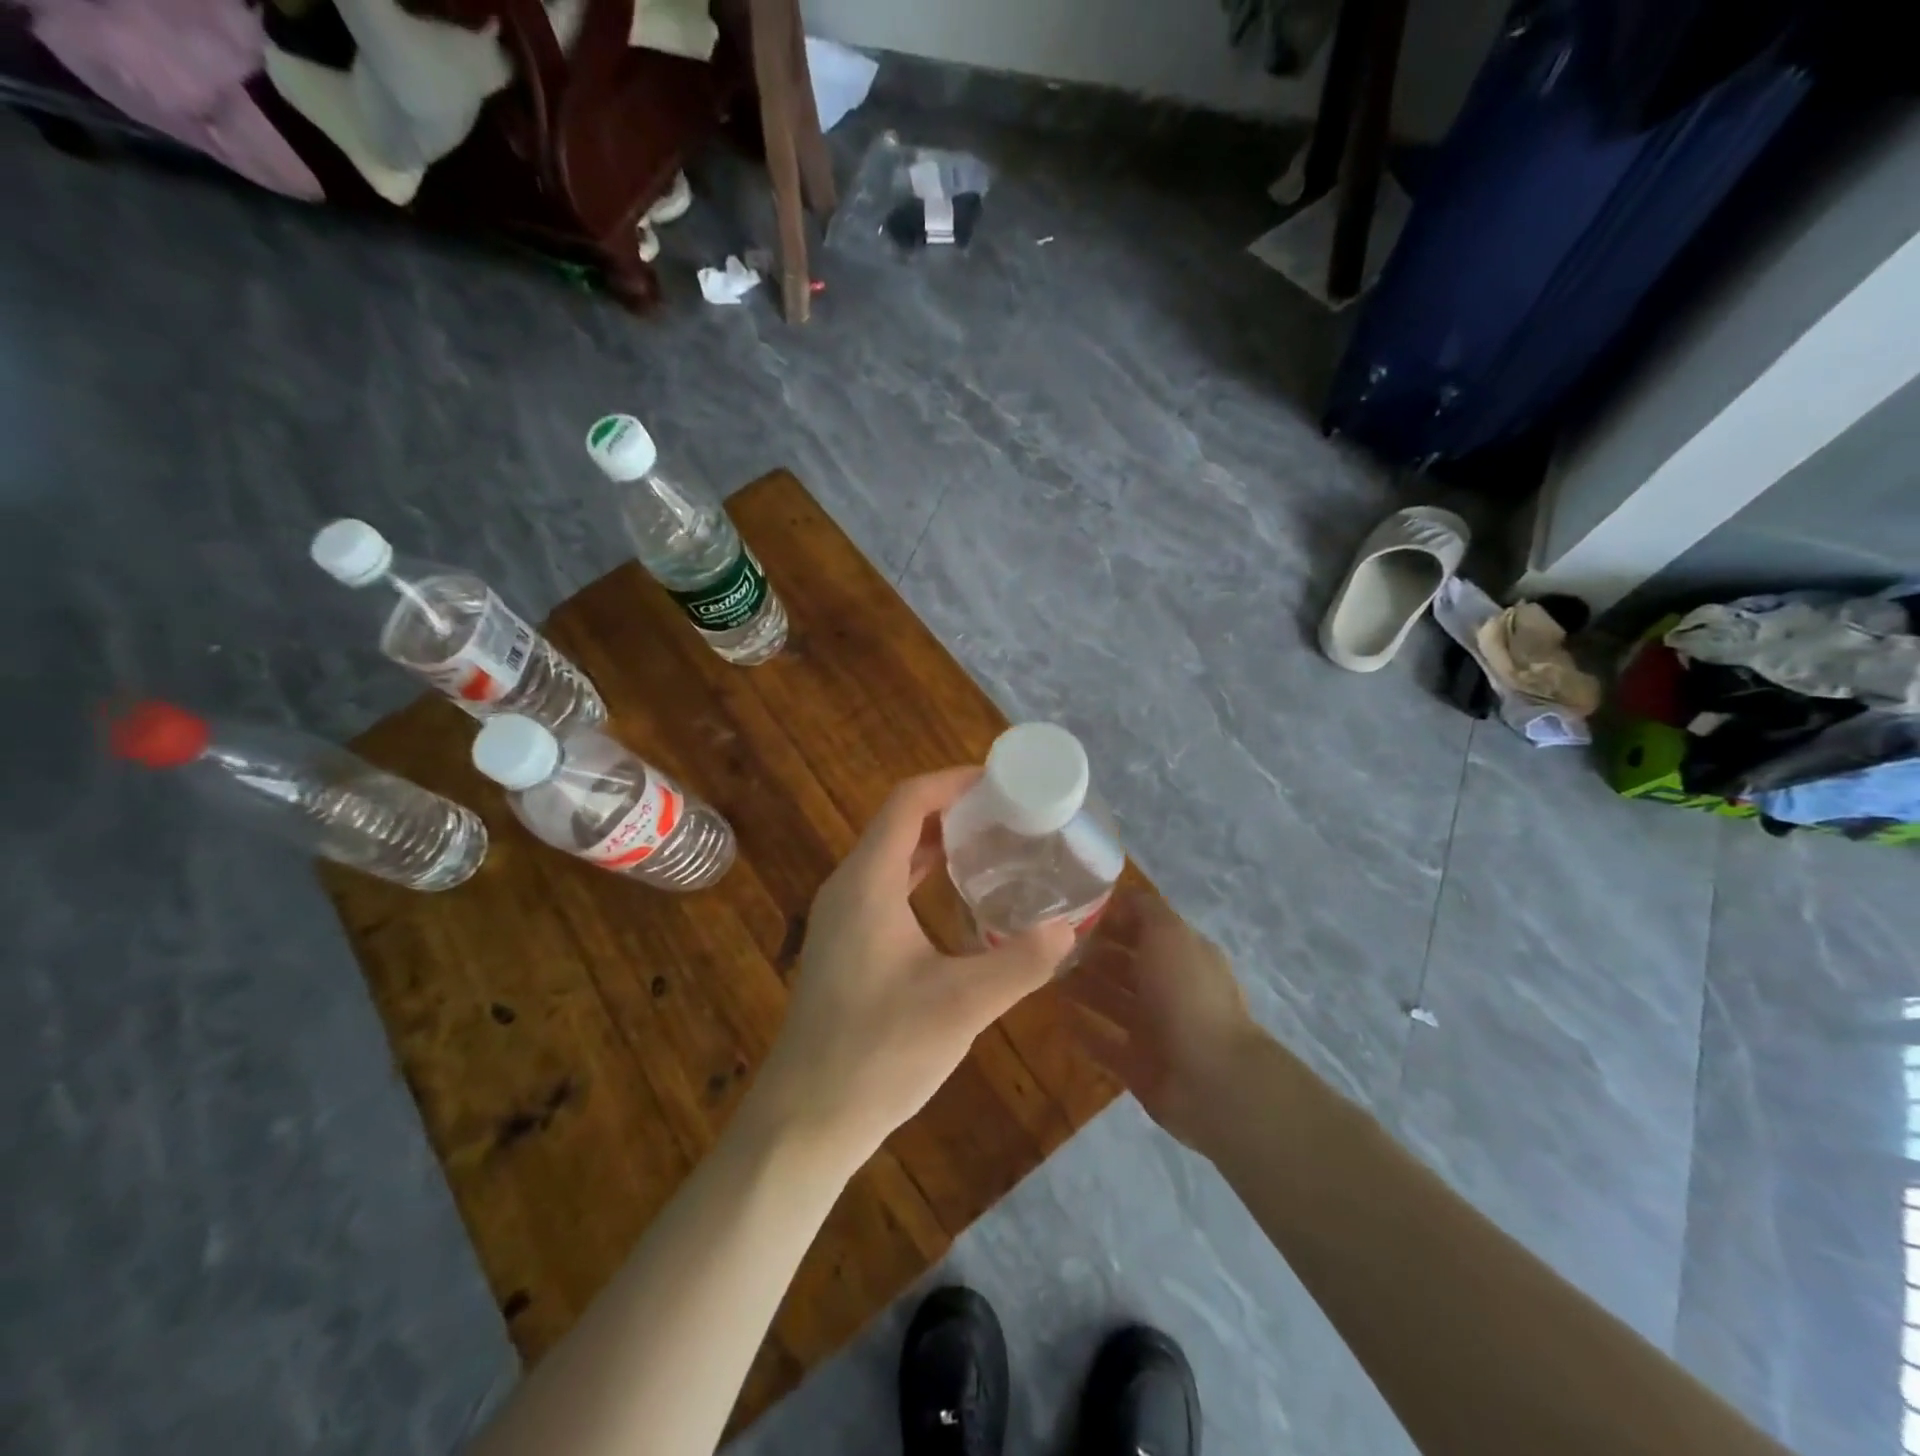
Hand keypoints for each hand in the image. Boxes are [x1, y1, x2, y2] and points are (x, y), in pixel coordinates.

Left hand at [741, 768, 1076, 1174]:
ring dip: (938, 841)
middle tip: (1010, 813)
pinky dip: (923, 873)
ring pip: (893, 855)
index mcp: (868, 882)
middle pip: (900, 822)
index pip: (908, 802)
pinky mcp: (845, 943)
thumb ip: (1021, 963)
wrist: (806, 1118)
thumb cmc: (879, 1053)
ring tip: (994, 843)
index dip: (953, 782)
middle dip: (954, 808)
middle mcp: (849, 886)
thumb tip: (1070, 929)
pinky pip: (887, 885)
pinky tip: (959, 896)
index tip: (1002, 783)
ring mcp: (842, 916)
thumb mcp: (961, 1006)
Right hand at [1063, 891, 1263, 1149]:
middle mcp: (1171, 987)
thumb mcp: (1168, 934)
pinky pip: (1105, 1041)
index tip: (1072, 910)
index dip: (1112, 917)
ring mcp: (1156, 1029)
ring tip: (1046, 975)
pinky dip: (1084, 1029)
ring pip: (1113, 1000)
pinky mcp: (1139, 1065)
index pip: (1144, 927)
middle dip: (1093, 952)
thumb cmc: (1186, 994)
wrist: (1210, 1079)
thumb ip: (1144, 910)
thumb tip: (1120, 894)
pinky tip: (1057, 1015)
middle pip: (1126, 964)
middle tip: (1051, 944)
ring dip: (1084, 987)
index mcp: (1184, 954)